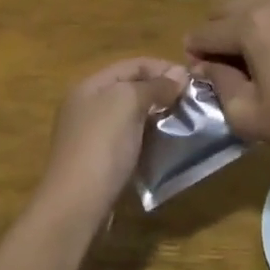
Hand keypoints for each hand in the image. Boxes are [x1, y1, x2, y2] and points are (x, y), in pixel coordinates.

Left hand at [35, 57, 188, 223]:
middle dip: (161, 91)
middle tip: (192, 102)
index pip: (132, 65)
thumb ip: (153, 86)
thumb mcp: (127, 103)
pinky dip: (148, 138)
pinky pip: (129, 139)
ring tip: (184, 122)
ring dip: (157, 116)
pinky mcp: (99, 162)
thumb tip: (179, 74)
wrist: (76, 204)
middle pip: (130, 89)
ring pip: (131, 116)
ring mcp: (91, 136)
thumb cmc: (102, 145)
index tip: (193, 80)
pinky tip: (165, 145)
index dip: (162, 68)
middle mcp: (87, 106)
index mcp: (89, 86)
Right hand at [185, 0, 269, 169]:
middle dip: (215, 36)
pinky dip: (263, 28)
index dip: (194, 56)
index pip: (205, 33)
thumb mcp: (248, 113)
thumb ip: (219, 83)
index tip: (198, 79)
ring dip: (239, 29)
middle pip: (224, 11)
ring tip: (247, 66)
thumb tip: (207, 66)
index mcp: (251, 23)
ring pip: (250, 7)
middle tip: (220, 70)